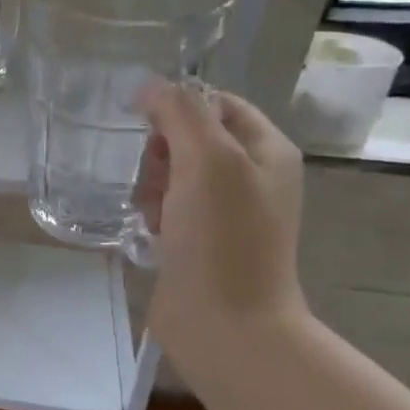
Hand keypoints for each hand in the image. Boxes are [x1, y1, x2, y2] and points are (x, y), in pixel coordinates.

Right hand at [136, 82, 309, 360]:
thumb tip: (152, 87)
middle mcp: (251, 178)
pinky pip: (168, 210)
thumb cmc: (222, 238)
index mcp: (267, 150)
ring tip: (149, 210)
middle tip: (154, 176)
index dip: (179, 106)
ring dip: (152, 184)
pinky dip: (153, 213)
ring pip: (174, 176)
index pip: (218, 104)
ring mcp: (226, 214)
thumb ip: (182, 114)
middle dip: (162, 150)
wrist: (225, 323)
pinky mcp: (200, 244)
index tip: (143, 124)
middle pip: (192, 139)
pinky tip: (147, 230)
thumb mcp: (207, 161)